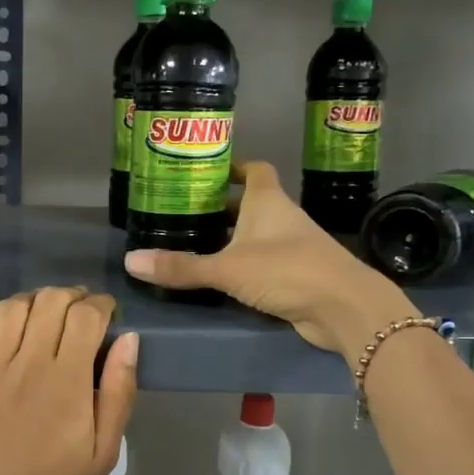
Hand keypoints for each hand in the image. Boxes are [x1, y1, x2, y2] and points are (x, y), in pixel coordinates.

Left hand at [0, 287, 138, 474]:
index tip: (107, 314)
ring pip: (12, 306)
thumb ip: (119, 391)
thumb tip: (129, 339)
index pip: (86, 315)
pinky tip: (2, 324)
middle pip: (50, 301)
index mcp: (68, 383)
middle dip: (72, 297)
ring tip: (42, 318)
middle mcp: (27, 365)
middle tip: (78, 315)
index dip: (101, 304)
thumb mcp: (104, 450)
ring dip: (34, 301)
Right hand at [121, 161, 409, 353]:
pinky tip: (223, 278)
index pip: (254, 170)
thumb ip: (182, 267)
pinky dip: (246, 265)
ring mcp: (294, 247)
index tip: (207, 173)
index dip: (234, 167)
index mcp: (268, 201)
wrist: (344, 307)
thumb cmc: (287, 270)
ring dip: (233, 238)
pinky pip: (265, 263)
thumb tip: (130, 261)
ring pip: (258, 235)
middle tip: (187, 213)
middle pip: (252, 204)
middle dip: (223, 207)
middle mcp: (282, 218)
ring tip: (197, 244)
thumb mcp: (227, 268)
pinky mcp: (298, 275)